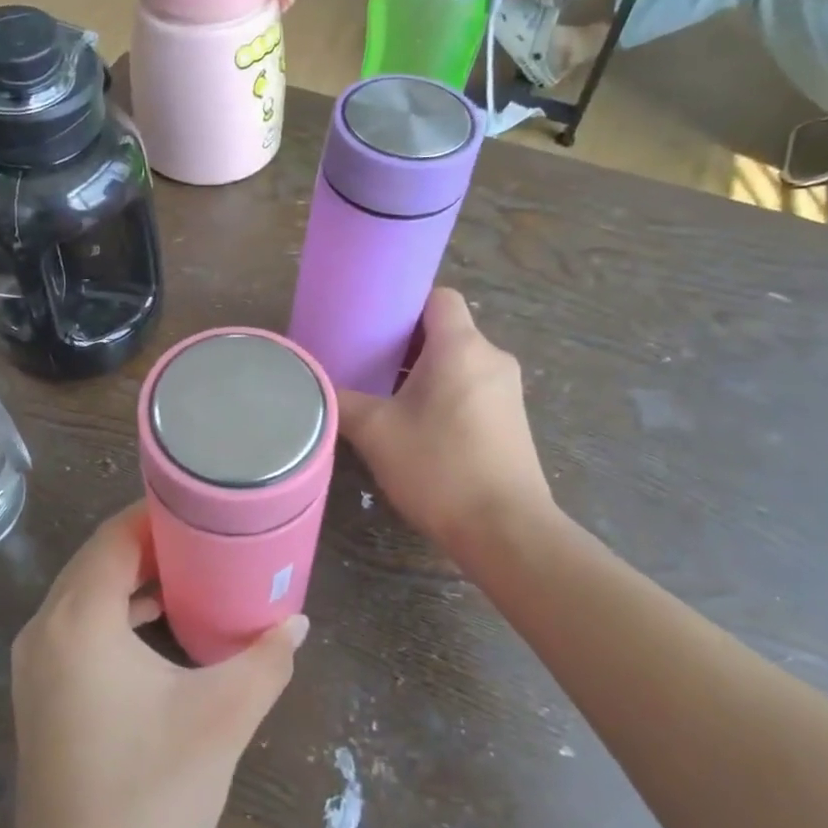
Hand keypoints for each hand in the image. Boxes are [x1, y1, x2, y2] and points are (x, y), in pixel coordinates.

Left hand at [9, 506, 306, 827]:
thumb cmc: (152, 796)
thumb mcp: (222, 717)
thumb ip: (265, 659)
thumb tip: (296, 622)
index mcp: (78, 619)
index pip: (116, 536)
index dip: (160, 515)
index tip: (206, 508)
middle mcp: (44, 630)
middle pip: (98, 560)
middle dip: (152, 544)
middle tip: (209, 538)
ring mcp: (34, 665)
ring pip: (86, 594)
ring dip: (135, 580)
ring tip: (194, 576)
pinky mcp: (39, 695)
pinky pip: (78, 628)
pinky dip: (117, 614)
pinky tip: (162, 628)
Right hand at [336, 288, 557, 554]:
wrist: (505, 530)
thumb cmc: (439, 468)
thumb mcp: (376, 432)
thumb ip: (342, 401)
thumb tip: (315, 387)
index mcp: (461, 347)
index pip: (438, 297)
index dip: (405, 302)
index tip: (372, 322)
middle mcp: (491, 359)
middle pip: (446, 330)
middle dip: (406, 342)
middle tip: (367, 361)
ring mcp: (507, 391)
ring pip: (459, 362)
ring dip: (424, 371)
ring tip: (385, 395)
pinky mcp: (512, 421)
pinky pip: (472, 388)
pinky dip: (444, 393)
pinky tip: (416, 425)